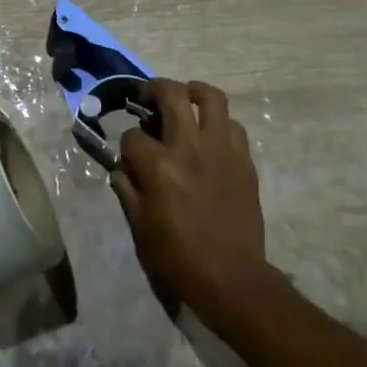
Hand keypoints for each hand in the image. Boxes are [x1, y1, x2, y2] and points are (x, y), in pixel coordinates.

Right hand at [111, 79, 268, 317]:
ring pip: (211, 98)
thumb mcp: (140, 227)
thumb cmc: (179, 257)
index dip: (127, 144)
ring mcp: (221, 150)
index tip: (129, 156)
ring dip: (193, 92)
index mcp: (159, 167)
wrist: (231, 278)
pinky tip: (209, 136)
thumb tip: (122, 168)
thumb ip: (127, 190)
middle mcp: (190, 147)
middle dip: (153, 89)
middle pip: (171, 94)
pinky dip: (218, 123)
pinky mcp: (244, 160)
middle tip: (147, 97)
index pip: (133, 136)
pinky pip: (233, 125)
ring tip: (184, 99)